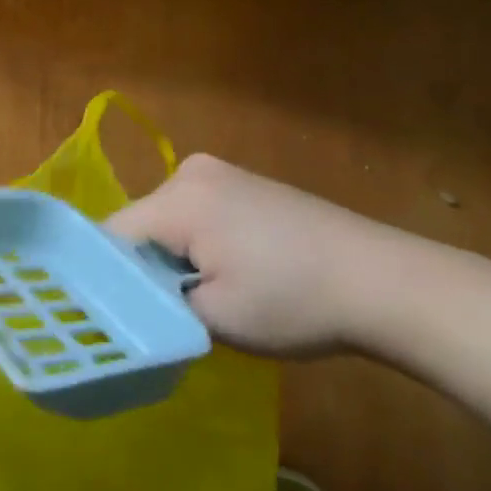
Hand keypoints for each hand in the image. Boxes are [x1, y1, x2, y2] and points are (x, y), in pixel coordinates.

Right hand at [106, 152, 422, 356]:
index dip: (106, 276)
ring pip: (167, 219)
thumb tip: (128, 301)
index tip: (112, 314)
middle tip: (162, 314)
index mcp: (178, 199)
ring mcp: (220, 172)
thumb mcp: (216, 319)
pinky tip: (228, 273)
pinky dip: (197, 242)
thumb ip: (158, 306)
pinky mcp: (244, 182)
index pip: (112, 234)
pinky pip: (195, 211)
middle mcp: (190, 171)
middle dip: (144, 267)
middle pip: (140, 224)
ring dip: (172, 257)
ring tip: (199, 298)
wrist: (385, 281)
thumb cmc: (296, 303)